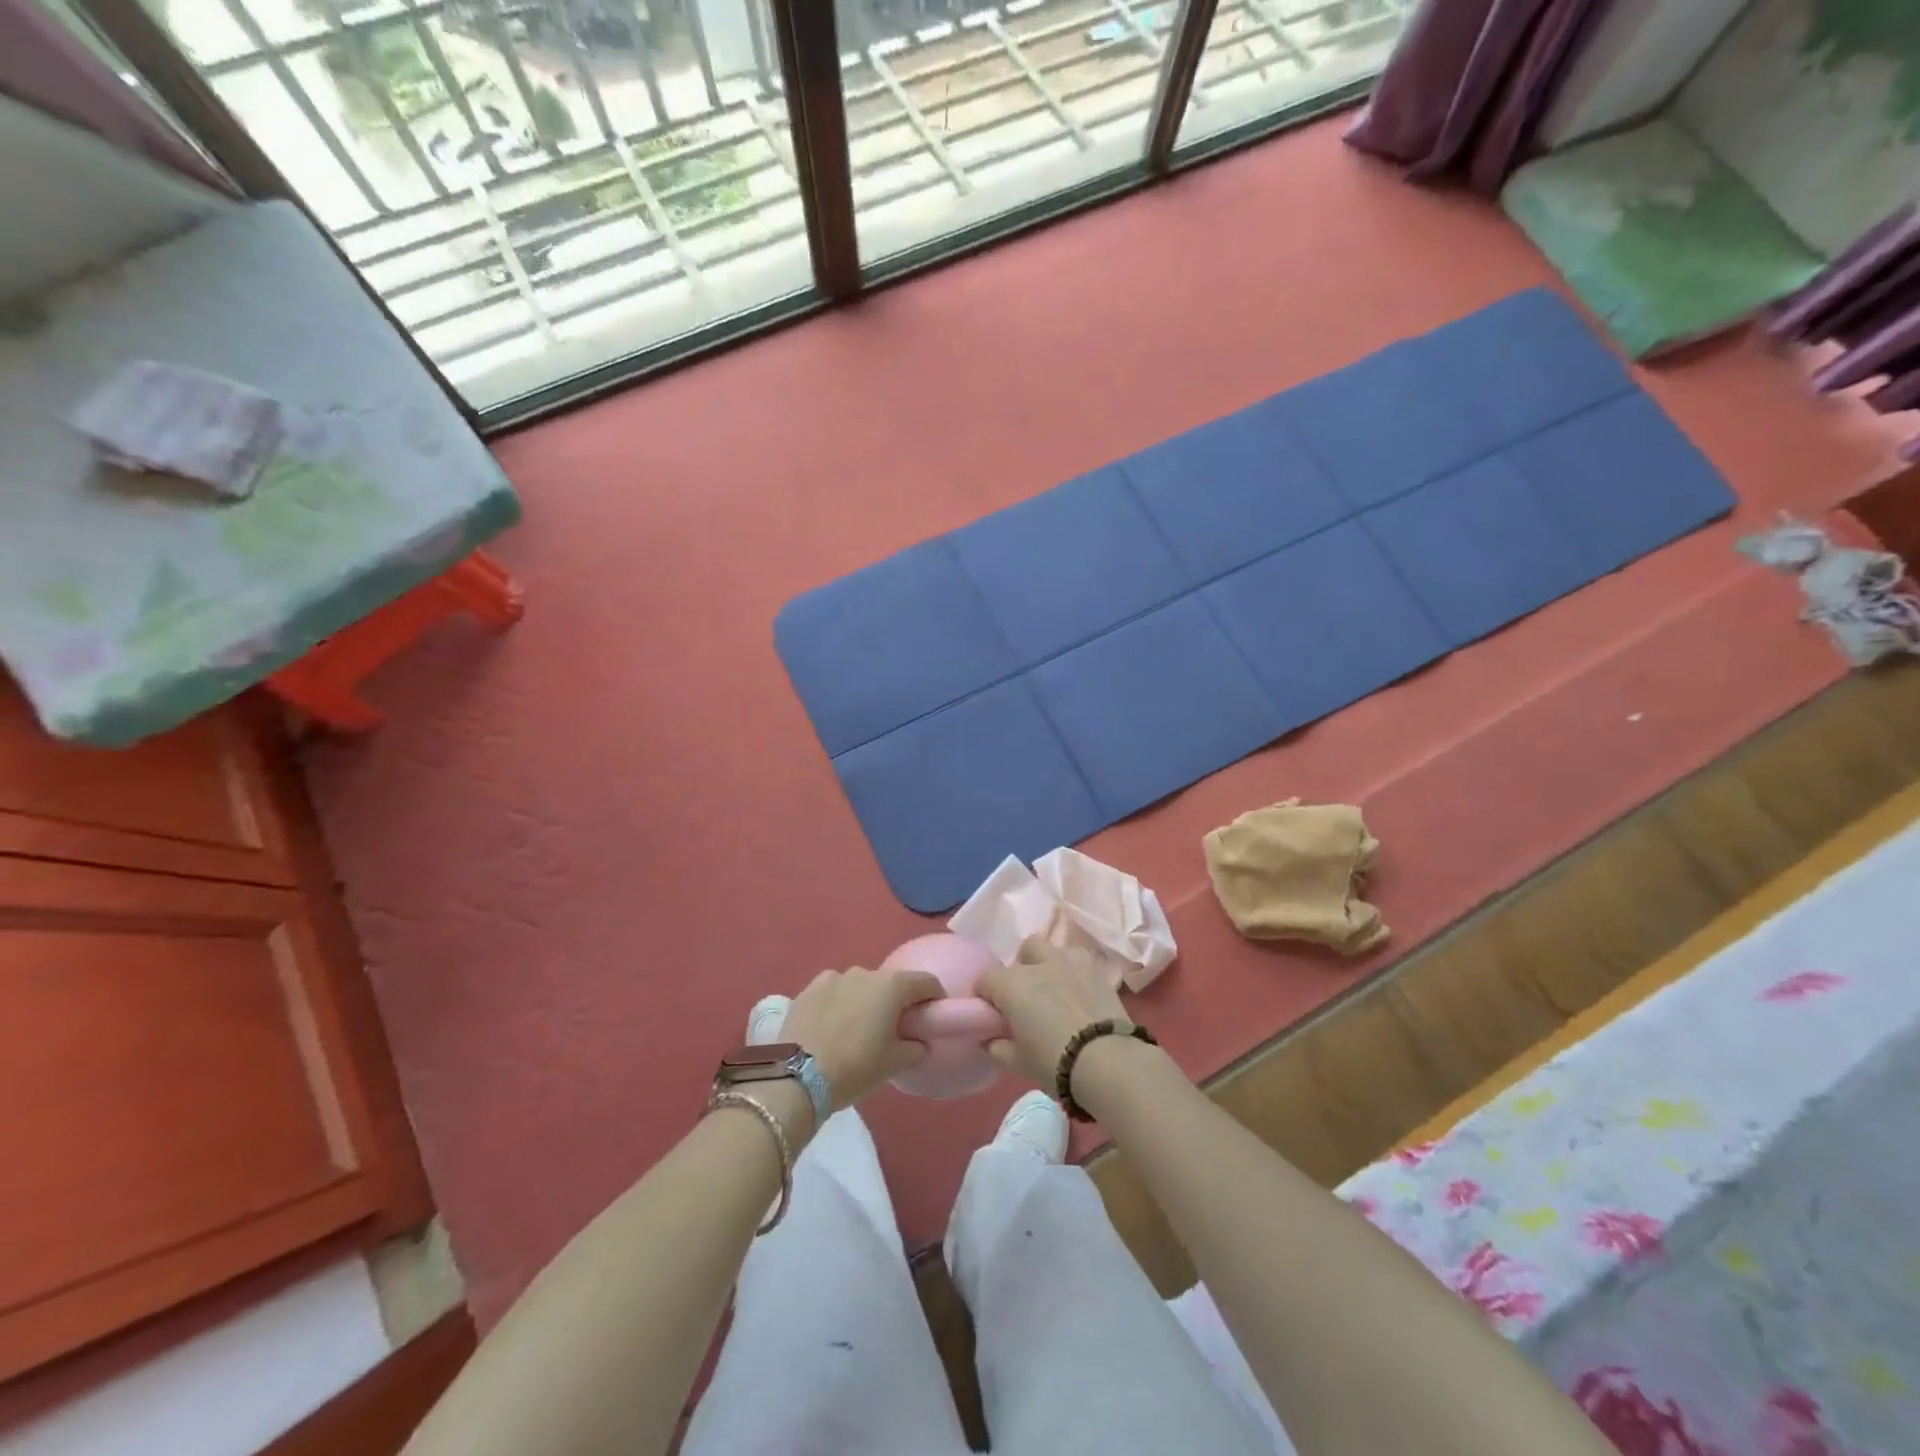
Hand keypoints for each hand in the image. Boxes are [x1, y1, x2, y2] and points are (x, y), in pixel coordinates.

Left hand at [780, 967, 944, 1110]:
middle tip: (894, 1030)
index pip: (926, 982)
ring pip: (860, 986)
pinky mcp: (808, 989)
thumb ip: (915, 1048)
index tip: (931, 1017)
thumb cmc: (855, 1067)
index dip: (934, 998)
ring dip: (865, 1002)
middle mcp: (864, 972)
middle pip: (890, 983)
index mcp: (891, 986)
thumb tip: (919, 1042)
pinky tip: (832, 1028)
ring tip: (857, 1030)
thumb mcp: (894, 1064)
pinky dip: (839, 1004)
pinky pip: (834, 992)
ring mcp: (833, 977)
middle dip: (896, 1002)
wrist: (797, 1077)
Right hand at [977, 938, 1129, 1087]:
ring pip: (1050, 948)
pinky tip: (1077, 990)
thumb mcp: (1018, 1063)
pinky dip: (1073, 969)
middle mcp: (1037, 964)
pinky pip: (1077, 958)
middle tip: (1025, 1000)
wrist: (1108, 1062)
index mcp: (1011, 984)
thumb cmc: (1054, 1063)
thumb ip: (997, 1047)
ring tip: (1053, 990)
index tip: (993, 1016)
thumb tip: (990, 1039)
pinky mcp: (1095, 968)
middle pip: (1021, 954)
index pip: (985, 980)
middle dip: (1019, 971)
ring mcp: (1069, 961)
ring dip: (1046, 964)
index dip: (986, 997)